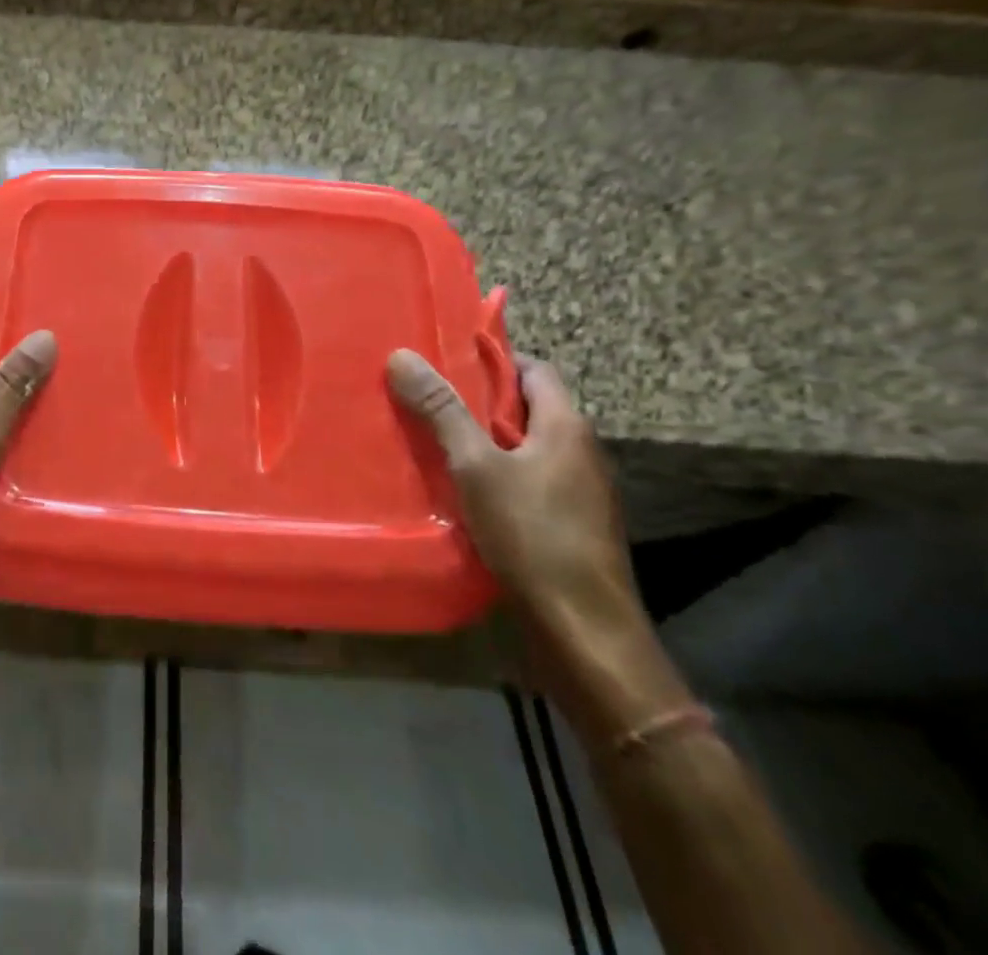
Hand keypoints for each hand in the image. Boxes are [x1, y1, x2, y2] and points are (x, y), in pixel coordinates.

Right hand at [386, 349, 644, 642]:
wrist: (585, 632)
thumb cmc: (533, 535)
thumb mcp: (476, 466)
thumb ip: (441, 410)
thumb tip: (402, 355)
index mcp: (566, 426)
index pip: (534, 369)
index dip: (493, 359)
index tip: (445, 360)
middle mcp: (579, 451)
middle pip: (526, 408)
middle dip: (478, 401)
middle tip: (426, 397)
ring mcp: (578, 492)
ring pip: (524, 447)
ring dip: (483, 440)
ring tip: (432, 439)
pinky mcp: (569, 525)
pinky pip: (527, 480)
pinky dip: (494, 474)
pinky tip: (459, 489)